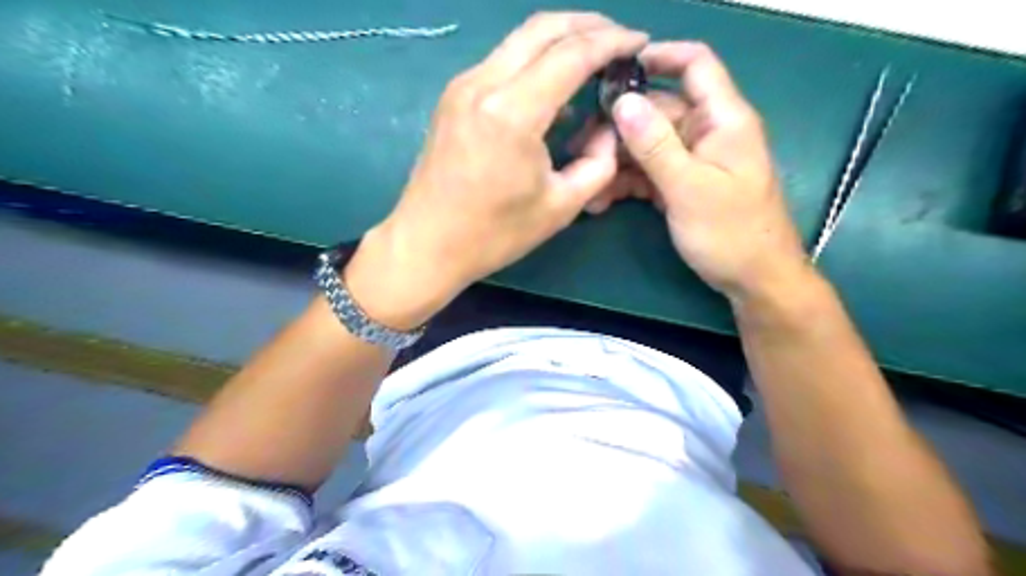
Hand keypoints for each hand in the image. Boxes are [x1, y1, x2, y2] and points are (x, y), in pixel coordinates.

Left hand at [346, 11, 646, 328]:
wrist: (427, 244)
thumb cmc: (494, 234)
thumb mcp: (561, 206)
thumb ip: (599, 163)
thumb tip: (607, 130)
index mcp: (512, 112)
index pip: (572, 54)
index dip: (612, 42)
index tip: (640, 42)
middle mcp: (483, 84)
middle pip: (542, 28)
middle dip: (587, 25)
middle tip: (618, 39)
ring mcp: (462, 87)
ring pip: (518, 40)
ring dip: (559, 40)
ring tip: (592, 56)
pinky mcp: (452, 98)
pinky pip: (501, 63)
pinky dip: (534, 62)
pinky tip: (553, 86)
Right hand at [582, 43, 805, 299]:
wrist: (753, 281)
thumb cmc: (732, 233)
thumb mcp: (689, 188)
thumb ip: (655, 145)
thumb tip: (622, 102)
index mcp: (722, 120)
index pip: (695, 65)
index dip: (658, 58)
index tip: (613, 72)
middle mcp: (705, 133)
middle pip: (657, 112)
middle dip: (619, 128)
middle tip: (582, 147)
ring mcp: (691, 161)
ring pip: (646, 146)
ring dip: (616, 163)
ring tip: (588, 184)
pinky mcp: (679, 186)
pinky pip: (647, 174)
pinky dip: (624, 184)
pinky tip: (600, 201)